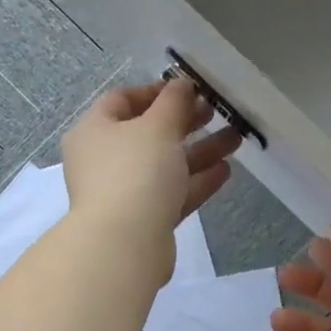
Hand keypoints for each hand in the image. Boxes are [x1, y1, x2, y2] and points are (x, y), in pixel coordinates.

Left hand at [62, 79, 239, 272]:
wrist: (125, 244)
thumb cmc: (135, 172)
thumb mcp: (158, 126)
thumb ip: (174, 102)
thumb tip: (182, 85)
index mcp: (95, 131)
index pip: (123, 100)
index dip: (157, 90)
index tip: (190, 89)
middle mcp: (104, 160)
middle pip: (148, 133)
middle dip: (185, 121)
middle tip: (217, 111)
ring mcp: (124, 193)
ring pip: (165, 165)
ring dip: (199, 151)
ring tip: (235, 139)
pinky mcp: (145, 220)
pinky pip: (173, 193)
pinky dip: (197, 181)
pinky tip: (226, 171)